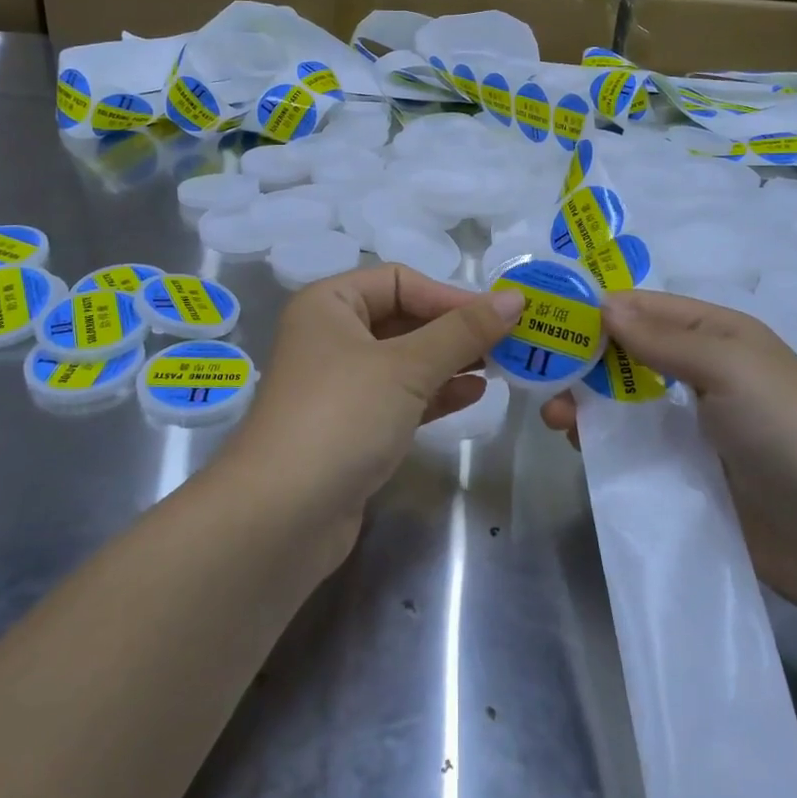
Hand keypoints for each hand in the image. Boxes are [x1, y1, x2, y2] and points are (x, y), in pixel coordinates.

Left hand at [227, 264, 522, 559]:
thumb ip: (463, 331)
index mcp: (329, 304)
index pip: (399, 281)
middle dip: (454, 329)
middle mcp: (330, 336)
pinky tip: (475, 394)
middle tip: (508, 341)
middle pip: (403, 318)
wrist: (281, 516)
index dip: (449, 295)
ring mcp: (339, 385)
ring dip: (450, 361)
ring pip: (404, 360)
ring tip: (501, 366)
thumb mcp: (407, 366)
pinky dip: (436, 393)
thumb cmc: (342, 416)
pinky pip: (400, 397)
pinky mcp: (351, 427)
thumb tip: (515, 299)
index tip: (500, 315)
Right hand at [543, 290, 796, 611]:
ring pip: (623, 399)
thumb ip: (662, 338)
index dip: (598, 309)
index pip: (645, 308)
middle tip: (541, 373)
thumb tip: (603, 305)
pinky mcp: (682, 469)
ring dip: (586, 399)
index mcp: (717, 334)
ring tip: (554, 415)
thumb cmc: (785, 430)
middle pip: (628, 353)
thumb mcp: (729, 366)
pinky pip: (631, 443)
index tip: (547, 317)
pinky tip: (577, 442)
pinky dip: (601, 437)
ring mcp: (691, 423)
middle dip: (584, 358)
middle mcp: (701, 371)